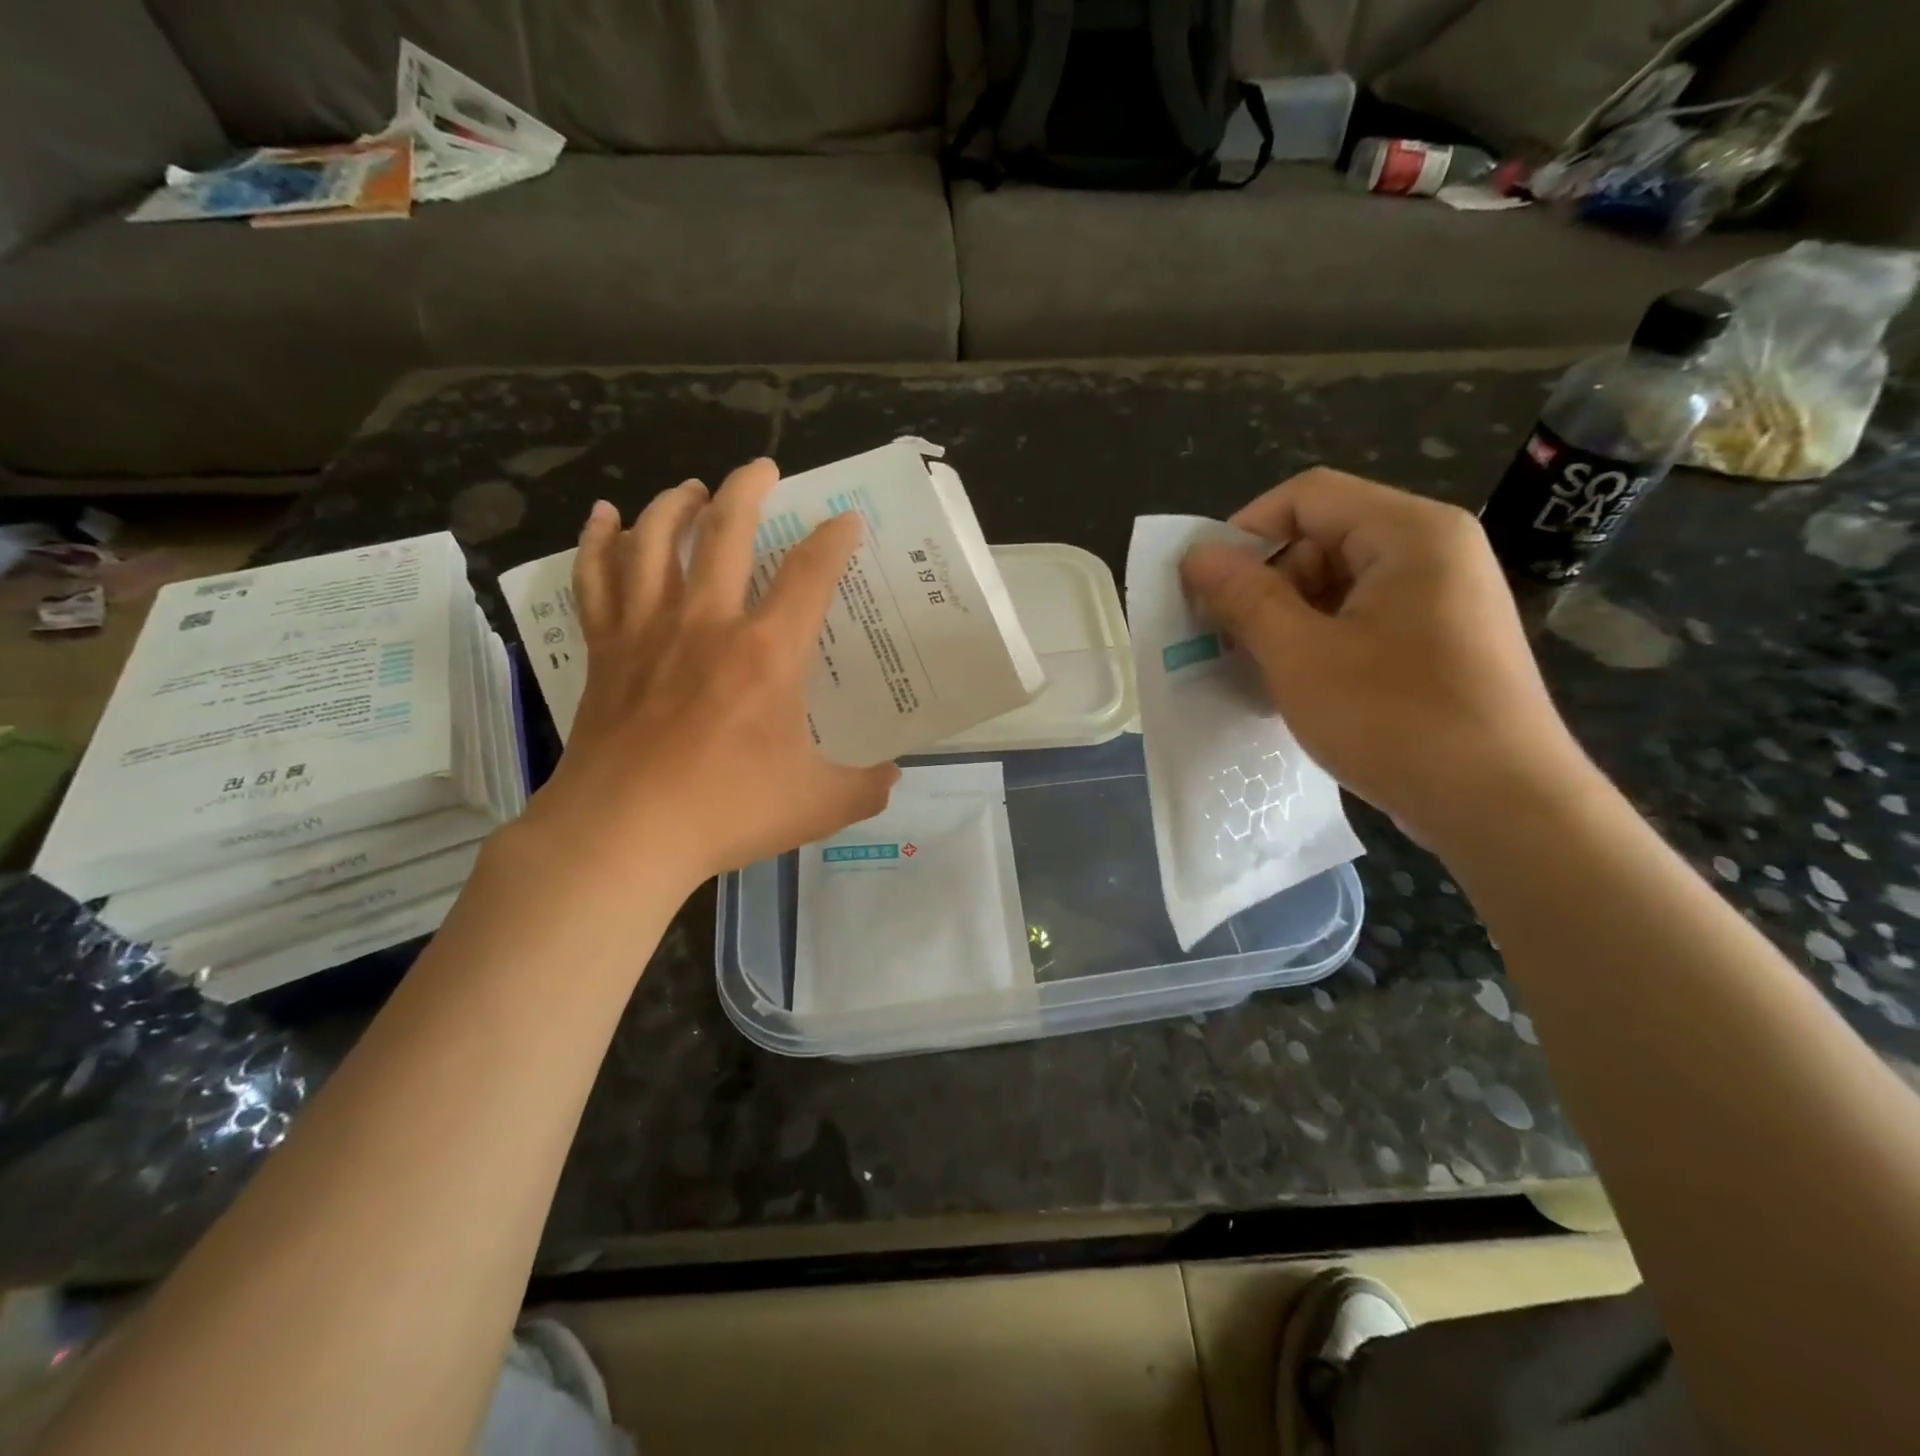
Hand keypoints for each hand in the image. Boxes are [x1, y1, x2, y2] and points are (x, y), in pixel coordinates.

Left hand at [523, 459, 899, 891]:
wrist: (622, 835)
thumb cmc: (725, 812)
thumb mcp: (818, 804)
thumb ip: (865, 786)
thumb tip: (893, 775)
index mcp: (768, 653)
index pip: (810, 574)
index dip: (834, 540)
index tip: (846, 521)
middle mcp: (708, 623)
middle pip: (726, 531)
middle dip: (749, 489)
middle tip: (764, 468)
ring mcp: (648, 631)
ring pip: (657, 540)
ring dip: (677, 504)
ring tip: (693, 488)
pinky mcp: (605, 650)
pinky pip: (597, 579)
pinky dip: (599, 541)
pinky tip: (605, 517)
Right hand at [1179, 468, 1590, 848]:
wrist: (1503, 808)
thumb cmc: (1396, 720)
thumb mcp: (1301, 656)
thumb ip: (1245, 597)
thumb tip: (1196, 556)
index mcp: (1410, 533)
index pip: (1306, 496)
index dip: (1244, 531)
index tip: (1204, 585)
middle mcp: (1434, 551)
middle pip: (1323, 537)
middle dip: (1265, 583)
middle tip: (1225, 637)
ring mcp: (1441, 598)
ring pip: (1338, 584)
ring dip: (1286, 618)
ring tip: (1255, 668)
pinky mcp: (1440, 642)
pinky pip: (1362, 619)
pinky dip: (1319, 641)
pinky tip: (1295, 684)